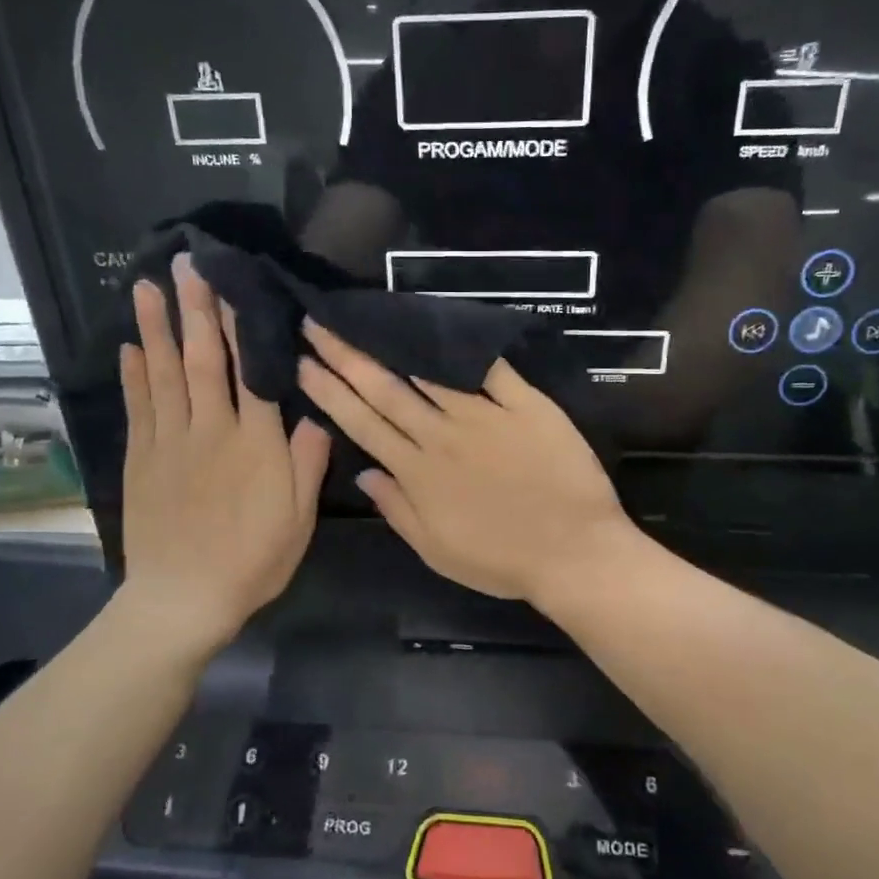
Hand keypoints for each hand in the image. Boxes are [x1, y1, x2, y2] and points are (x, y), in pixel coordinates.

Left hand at [118, 256, 331, 647]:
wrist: (183, 598)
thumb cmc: (252, 560)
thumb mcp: (298, 518)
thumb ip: (307, 462)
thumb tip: (315, 413)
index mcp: (256, 444)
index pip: (252, 372)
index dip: (244, 325)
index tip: (235, 286)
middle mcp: (211, 430)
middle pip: (204, 361)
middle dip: (196, 310)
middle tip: (186, 265)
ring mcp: (170, 442)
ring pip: (164, 374)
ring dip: (158, 329)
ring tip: (148, 287)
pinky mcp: (142, 459)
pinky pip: (139, 407)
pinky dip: (135, 374)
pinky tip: (132, 347)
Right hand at [297, 321, 631, 602]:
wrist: (574, 553)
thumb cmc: (503, 561)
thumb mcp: (437, 551)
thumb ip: (397, 510)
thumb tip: (362, 474)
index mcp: (418, 472)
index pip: (363, 424)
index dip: (330, 392)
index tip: (303, 362)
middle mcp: (442, 435)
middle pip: (386, 389)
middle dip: (346, 355)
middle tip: (317, 321)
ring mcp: (485, 415)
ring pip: (430, 372)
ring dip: (392, 344)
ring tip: (366, 317)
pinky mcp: (526, 404)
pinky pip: (491, 369)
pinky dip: (465, 348)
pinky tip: (440, 324)